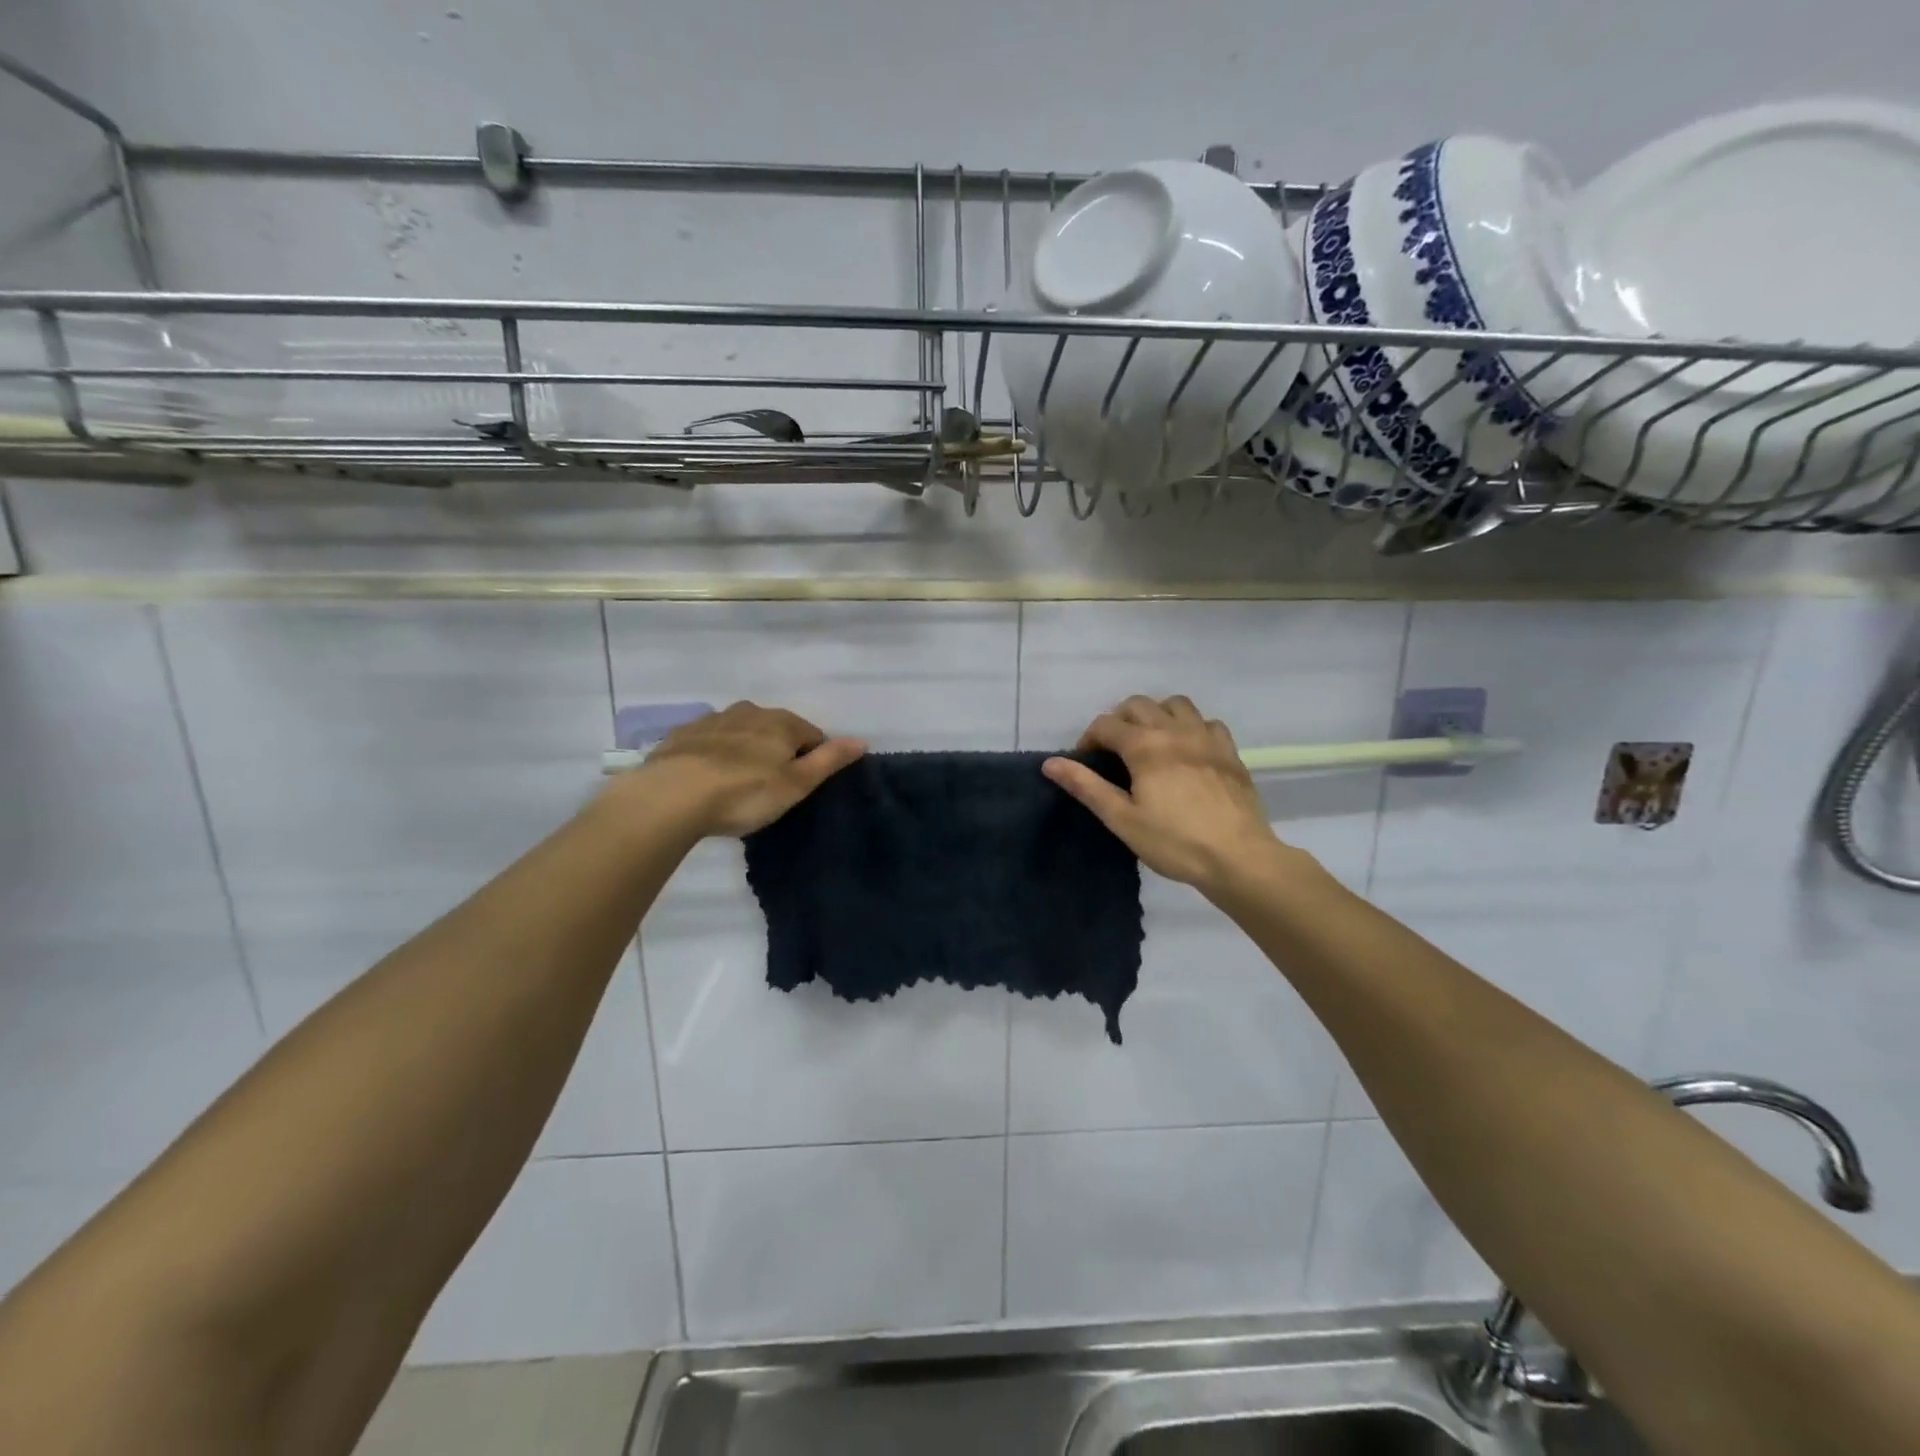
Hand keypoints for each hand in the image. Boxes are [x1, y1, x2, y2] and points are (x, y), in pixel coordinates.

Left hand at [619, 702, 865, 837]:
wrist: (671, 796)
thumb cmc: (744, 792)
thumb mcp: (796, 784)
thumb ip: (829, 760)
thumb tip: (861, 740)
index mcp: (781, 722)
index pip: (812, 734)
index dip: (814, 758)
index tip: (804, 785)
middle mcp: (749, 711)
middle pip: (776, 729)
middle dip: (779, 750)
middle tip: (772, 786)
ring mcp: (713, 720)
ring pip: (742, 731)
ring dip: (746, 749)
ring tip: (739, 783)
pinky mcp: (683, 734)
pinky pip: (710, 740)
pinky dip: (715, 754)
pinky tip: (708, 778)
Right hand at [1043, 695, 1286, 894]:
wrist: (1238, 857)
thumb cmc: (1174, 842)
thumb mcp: (1122, 819)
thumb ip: (1086, 786)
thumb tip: (1050, 763)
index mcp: (1145, 746)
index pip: (1105, 724)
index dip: (1088, 739)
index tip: (1085, 763)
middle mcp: (1175, 731)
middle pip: (1138, 705)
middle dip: (1118, 721)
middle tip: (1113, 751)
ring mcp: (1206, 738)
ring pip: (1175, 704)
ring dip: (1155, 715)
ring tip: (1149, 742)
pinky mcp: (1229, 752)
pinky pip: (1207, 722)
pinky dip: (1190, 727)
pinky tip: (1187, 750)